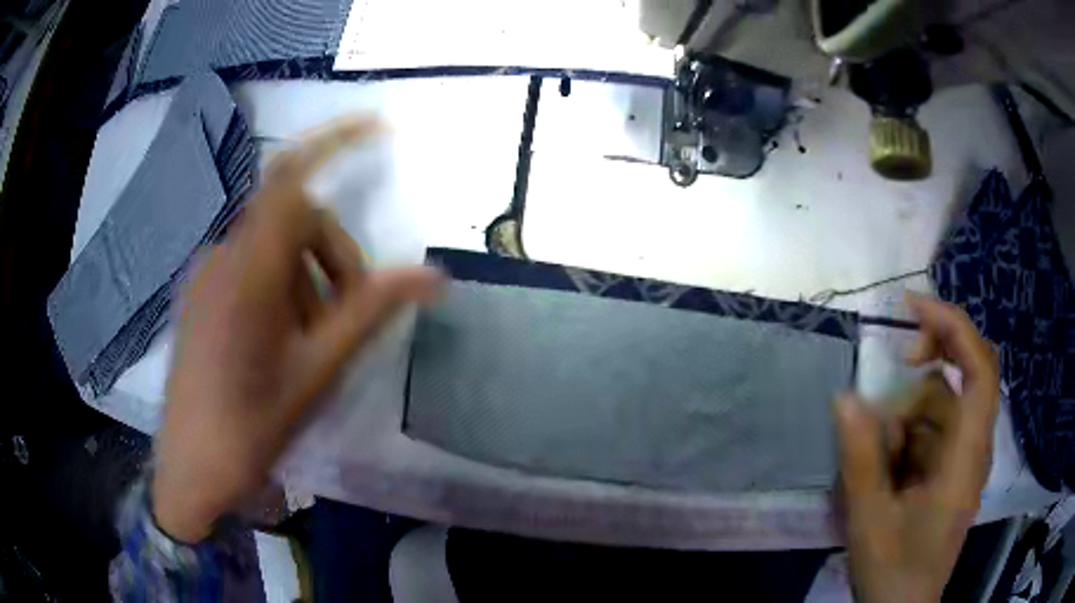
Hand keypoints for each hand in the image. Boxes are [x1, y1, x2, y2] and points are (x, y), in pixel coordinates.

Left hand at [151, 117, 440, 542]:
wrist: (192, 468)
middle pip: (293, 219)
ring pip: (273, 247)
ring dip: (306, 279)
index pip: (293, 177)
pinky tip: (280, 341)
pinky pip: (249, 266)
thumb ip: (372, 311)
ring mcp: (206, 275)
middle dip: (332, 256)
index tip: (379, 127)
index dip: (335, 140)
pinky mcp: (200, 295)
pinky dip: (279, 287)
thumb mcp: (318, 369)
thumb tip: (434, 275)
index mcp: (249, 269)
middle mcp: (223, 256)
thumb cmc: (253, 425)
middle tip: (347, 317)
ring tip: (310, 343)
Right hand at [835, 295, 998, 602]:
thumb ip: (861, 458)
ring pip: (943, 404)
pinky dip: (908, 436)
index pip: (980, 368)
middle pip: (966, 373)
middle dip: (931, 360)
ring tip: (880, 455)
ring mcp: (963, 458)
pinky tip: (888, 467)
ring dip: (909, 414)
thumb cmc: (894, 571)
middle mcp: (974, 446)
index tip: (912, 307)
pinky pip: (933, 431)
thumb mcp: (870, 519)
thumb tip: (845, 396)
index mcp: (967, 456)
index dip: (953, 326)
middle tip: (897, 363)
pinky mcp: (951, 470)